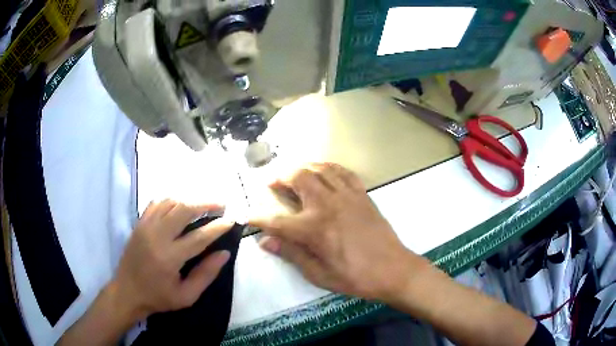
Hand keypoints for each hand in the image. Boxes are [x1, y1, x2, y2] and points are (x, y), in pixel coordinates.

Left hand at [112, 200, 232, 319]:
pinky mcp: (139, 224)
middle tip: (220, 205)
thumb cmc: (158, 298)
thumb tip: (224, 253)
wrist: (127, 292)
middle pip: (184, 209)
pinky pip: (156, 203)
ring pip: (170, 202)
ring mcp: (146, 226)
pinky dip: (171, 201)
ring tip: (202, 206)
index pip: (199, 236)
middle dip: (205, 204)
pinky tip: (179, 207)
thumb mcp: (186, 296)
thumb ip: (206, 274)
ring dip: (189, 201)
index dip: (218, 227)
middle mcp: (157, 236)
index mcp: (169, 257)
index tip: (231, 219)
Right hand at [250, 163, 418, 300]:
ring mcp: (347, 196)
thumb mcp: (319, 274)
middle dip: (280, 176)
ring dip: (303, 167)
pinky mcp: (362, 194)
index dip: (259, 218)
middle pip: (298, 178)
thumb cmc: (355, 277)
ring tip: (294, 173)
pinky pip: (343, 172)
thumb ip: (291, 254)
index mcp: (314, 229)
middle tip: (272, 182)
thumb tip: (265, 241)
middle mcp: (328, 205)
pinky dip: (329, 167)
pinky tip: (324, 171)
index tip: (248, 215)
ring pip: (320, 168)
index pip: (278, 221)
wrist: (393, 269)